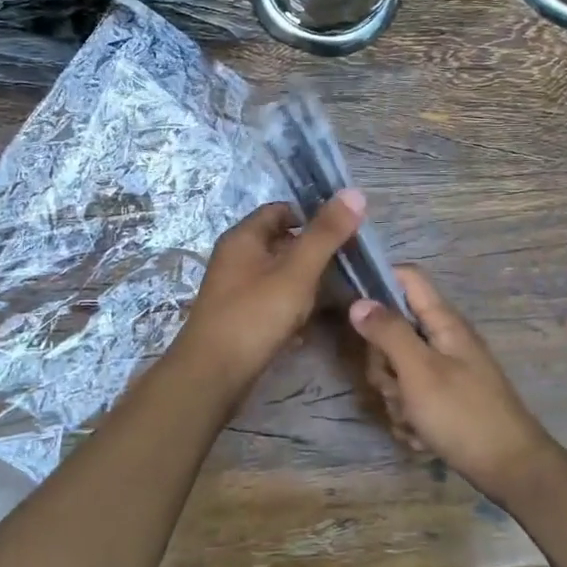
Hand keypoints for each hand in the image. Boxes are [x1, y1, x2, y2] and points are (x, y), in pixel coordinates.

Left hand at [176, 193, 365, 389]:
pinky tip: (308, 326)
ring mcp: (233, 289)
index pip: (280, 210)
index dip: (312, 216)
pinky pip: (270, 302)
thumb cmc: (255, 315)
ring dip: (304, 282)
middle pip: (280, 242)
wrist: (213, 374)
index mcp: (243, 237)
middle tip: (346, 265)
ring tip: (334, 296)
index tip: (343, 231)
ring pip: (277, 275)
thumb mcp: (297, 271)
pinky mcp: (237, 317)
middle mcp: (234, 258)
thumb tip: (354, 192)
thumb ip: (325, 234)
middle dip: (312, 252)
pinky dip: (290, 308)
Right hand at [349, 267, 557, 502]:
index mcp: (443, 322)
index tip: (353, 309)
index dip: (378, 282)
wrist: (511, 471)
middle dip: (384, 363)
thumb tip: (358, 301)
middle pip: (393, 331)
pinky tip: (421, 435)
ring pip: (397, 370)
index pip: (407, 278)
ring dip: (396, 398)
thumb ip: (388, 333)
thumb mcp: (419, 370)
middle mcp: (443, 341)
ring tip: (413, 419)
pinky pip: (410, 399)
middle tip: (396, 385)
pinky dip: (410, 418)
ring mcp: (444, 372)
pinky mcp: (444, 401)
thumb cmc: (463, 414)